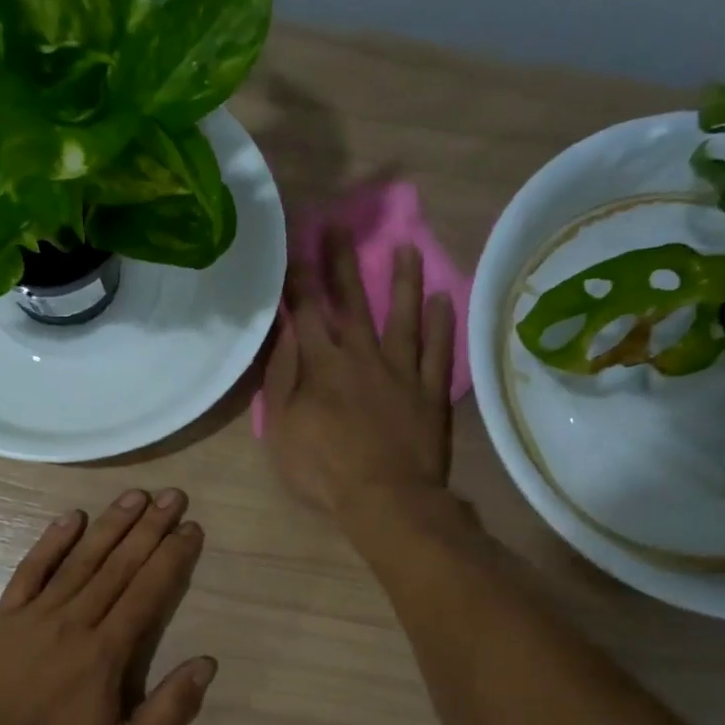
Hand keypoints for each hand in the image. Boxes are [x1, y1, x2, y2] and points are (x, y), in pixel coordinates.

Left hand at [0, 490, 214, 724]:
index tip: (191, 528)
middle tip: (173, 496)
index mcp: (107, 652)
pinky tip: (72, 517)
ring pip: (82, 559)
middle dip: (150, 527)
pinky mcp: (5, 615)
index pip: (148, 592)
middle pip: (120, 565)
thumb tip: (206, 663)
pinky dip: (51, 542)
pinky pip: (31, 570)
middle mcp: (76, 621)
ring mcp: (37, 614)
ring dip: (111, 524)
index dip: (172, 557)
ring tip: (136, 495)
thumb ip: (170, 711)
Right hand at [263, 229, 454, 518]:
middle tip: (339, 226)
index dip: (298, 279)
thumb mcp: (283, 429)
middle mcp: (362, 357)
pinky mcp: (430, 392)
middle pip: (351, 302)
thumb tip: (284, 333)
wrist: (385, 498)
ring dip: (402, 281)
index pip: (306, 312)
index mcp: (322, 366)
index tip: (293, 246)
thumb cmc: (324, 469)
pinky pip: (437, 351)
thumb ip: (282, 378)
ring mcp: (401, 372)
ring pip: (402, 316)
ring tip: (406, 247)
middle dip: (342, 262)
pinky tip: (442, 299)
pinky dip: (440, 324)